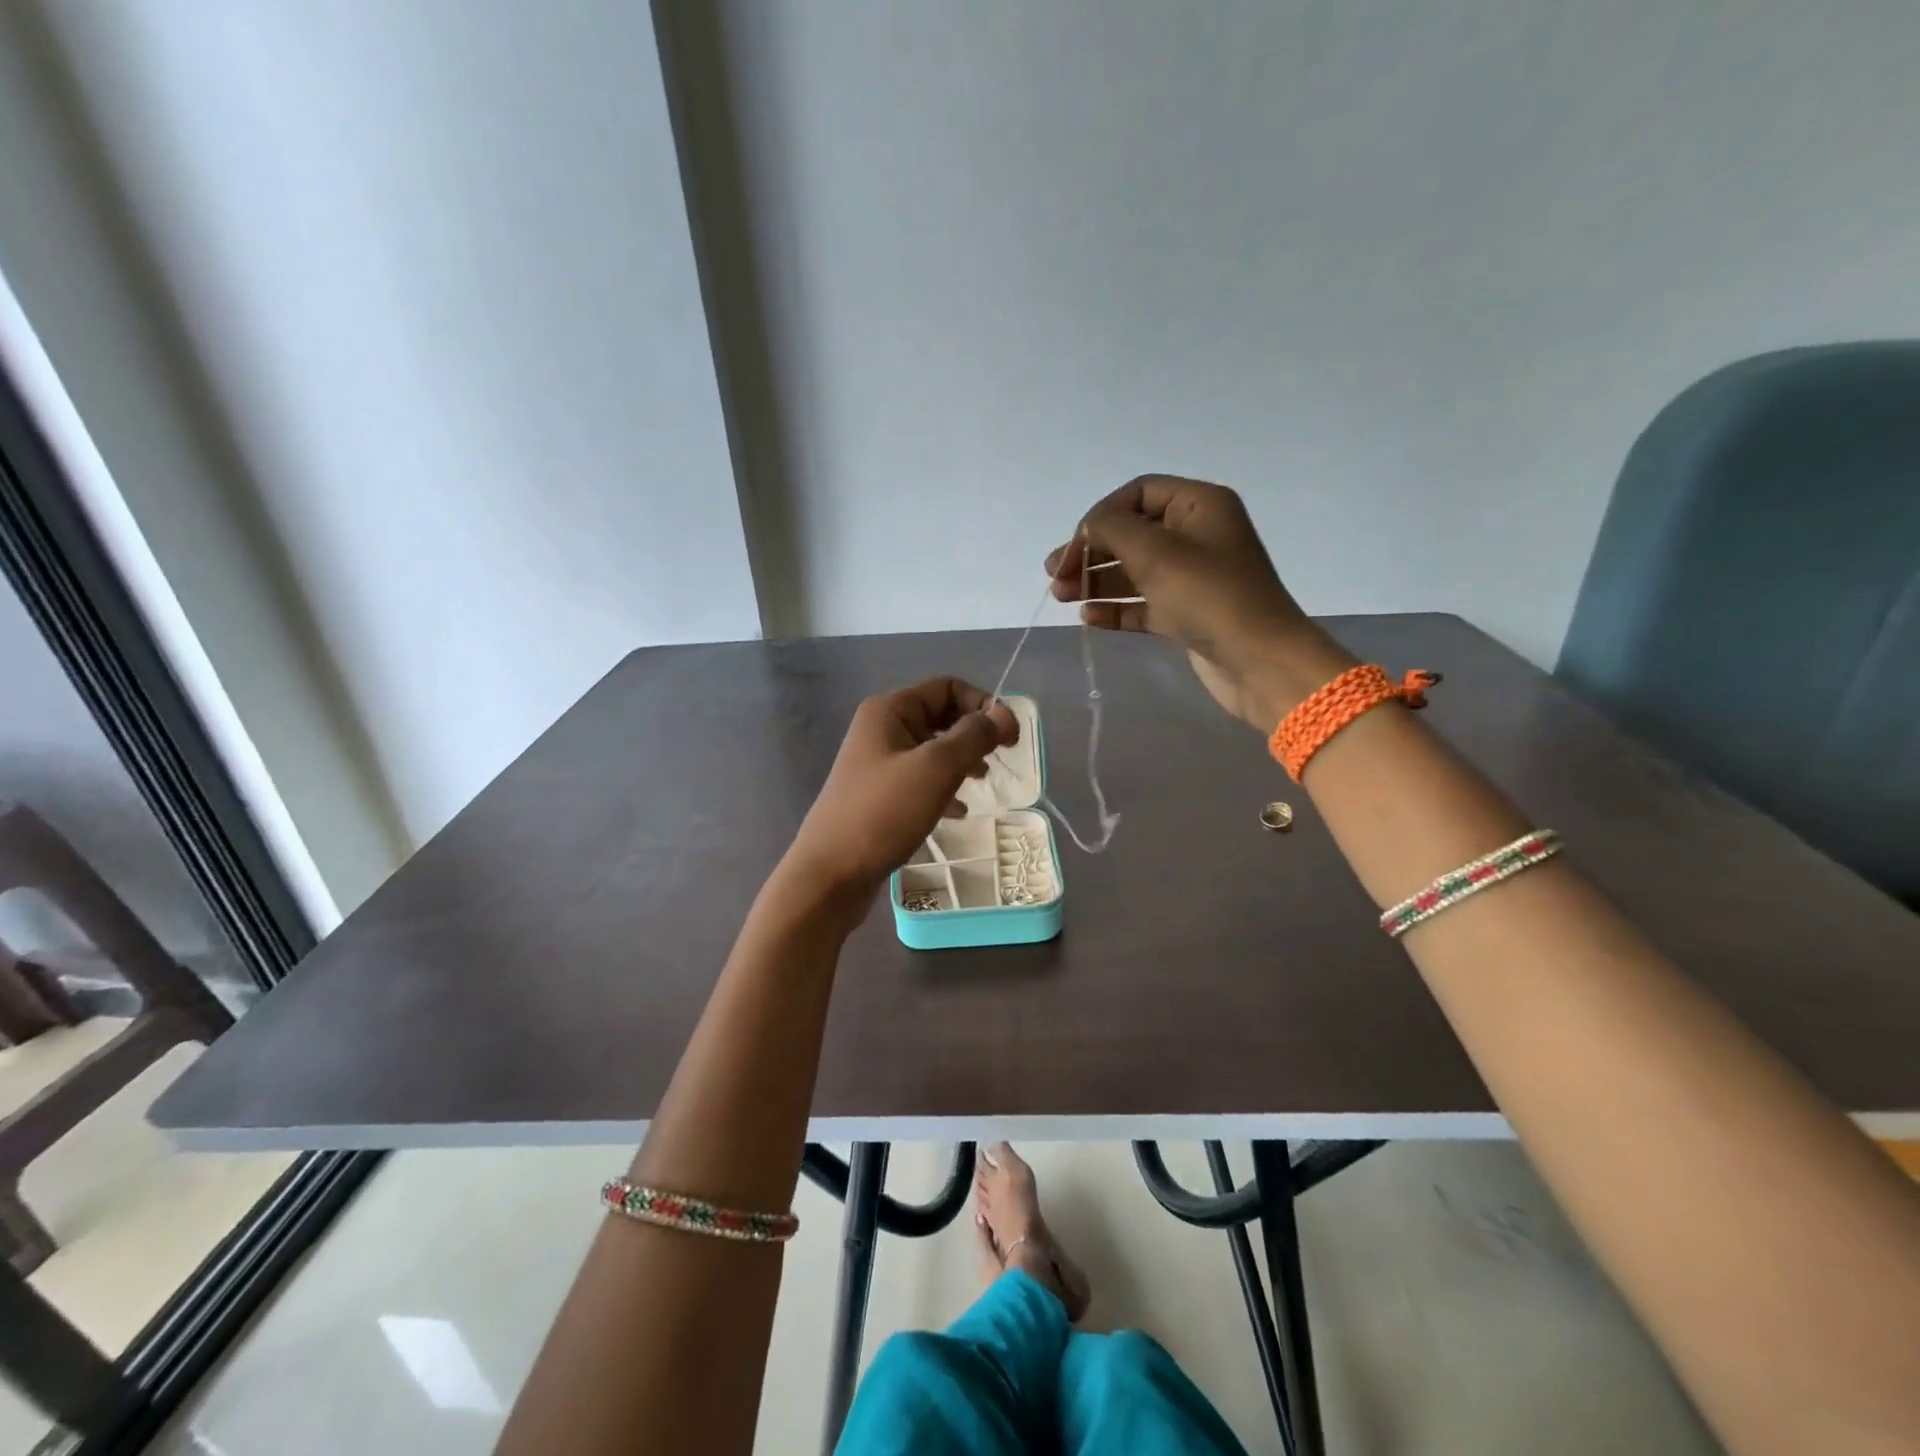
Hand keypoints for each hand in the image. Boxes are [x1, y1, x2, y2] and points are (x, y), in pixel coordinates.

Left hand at [782, 678, 1018, 905]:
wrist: (830, 874)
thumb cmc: (884, 813)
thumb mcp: (936, 768)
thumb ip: (974, 736)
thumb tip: (1002, 714)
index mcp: (890, 711)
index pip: (947, 687)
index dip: (983, 704)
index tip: (1010, 738)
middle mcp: (881, 730)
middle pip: (940, 716)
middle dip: (974, 732)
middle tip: (1001, 758)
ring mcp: (878, 765)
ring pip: (932, 750)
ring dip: (962, 760)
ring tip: (983, 782)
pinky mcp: (880, 796)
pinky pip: (921, 780)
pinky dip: (944, 789)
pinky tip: (959, 812)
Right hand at [1045, 475, 1354, 729]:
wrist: (1259, 661)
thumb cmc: (1209, 596)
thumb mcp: (1156, 551)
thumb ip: (1112, 529)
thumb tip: (1088, 528)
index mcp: (1199, 506)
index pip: (1137, 493)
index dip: (1100, 516)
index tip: (1074, 547)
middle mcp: (1196, 535)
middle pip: (1131, 533)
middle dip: (1091, 552)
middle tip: (1056, 576)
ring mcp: (1191, 578)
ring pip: (1133, 571)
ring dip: (1096, 581)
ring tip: (1062, 597)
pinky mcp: (1185, 614)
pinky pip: (1142, 604)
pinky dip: (1115, 609)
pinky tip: (1089, 619)